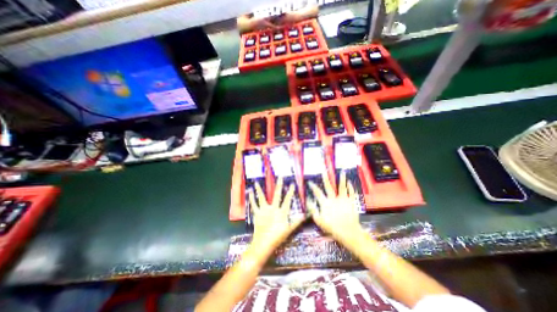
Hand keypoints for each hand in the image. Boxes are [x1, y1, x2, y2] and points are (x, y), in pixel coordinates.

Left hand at [250, 177, 306, 252]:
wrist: (264, 243)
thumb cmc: (277, 237)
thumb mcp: (289, 230)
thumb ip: (296, 222)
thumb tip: (304, 216)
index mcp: (281, 212)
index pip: (287, 200)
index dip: (290, 192)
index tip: (292, 184)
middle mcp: (273, 208)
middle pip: (277, 195)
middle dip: (279, 185)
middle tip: (280, 177)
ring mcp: (264, 210)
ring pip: (262, 197)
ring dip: (259, 189)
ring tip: (256, 182)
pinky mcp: (257, 213)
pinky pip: (254, 205)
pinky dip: (252, 198)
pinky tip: (250, 192)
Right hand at [306, 170, 363, 240]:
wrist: (348, 232)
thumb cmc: (332, 227)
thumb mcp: (319, 221)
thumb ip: (313, 210)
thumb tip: (309, 201)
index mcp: (326, 203)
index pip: (318, 193)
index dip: (313, 187)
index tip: (310, 182)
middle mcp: (334, 199)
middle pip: (329, 187)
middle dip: (326, 178)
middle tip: (324, 171)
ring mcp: (343, 200)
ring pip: (342, 187)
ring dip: (341, 179)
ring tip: (342, 172)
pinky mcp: (351, 202)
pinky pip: (351, 193)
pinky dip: (351, 187)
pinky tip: (350, 182)